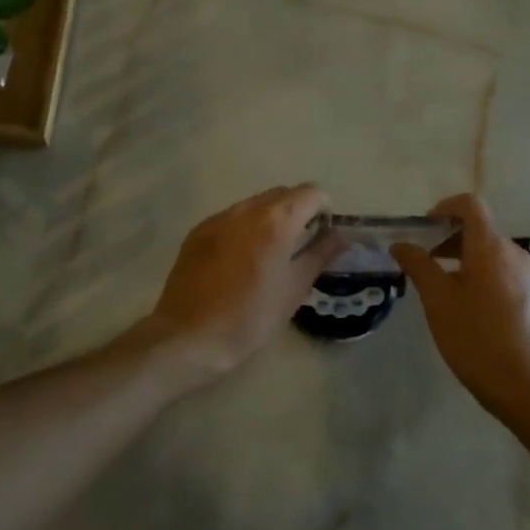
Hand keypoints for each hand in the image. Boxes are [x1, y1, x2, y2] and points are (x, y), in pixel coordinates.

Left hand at [146, 184, 344, 380]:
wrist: (189, 336)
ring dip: (269, 220)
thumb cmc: (250, 317)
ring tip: (269, 256)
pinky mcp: (197, 232)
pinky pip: (230, 219)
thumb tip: (339, 235)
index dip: (323, 210)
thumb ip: (319, 255)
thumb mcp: (294, 289)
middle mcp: (246, 209)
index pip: (311, 193)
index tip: (322, 236)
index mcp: (275, 220)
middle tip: (300, 247)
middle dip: (297, 212)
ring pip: (254, 205)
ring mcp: (217, 218)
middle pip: (281, 194)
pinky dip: (244, 230)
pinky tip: (239, 262)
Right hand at [392, 194, 529, 419]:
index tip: (423, 229)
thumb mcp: (437, 300)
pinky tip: (469, 310)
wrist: (527, 387)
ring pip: (492, 253)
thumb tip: (401, 244)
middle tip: (424, 262)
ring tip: (442, 289)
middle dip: (449, 237)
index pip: (470, 205)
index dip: (444, 208)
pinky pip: (504, 274)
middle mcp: (515, 254)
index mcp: (491, 247)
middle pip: (481, 229)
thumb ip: (418, 265)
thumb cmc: (475, 337)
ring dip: (464, 259)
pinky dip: (481, 276)